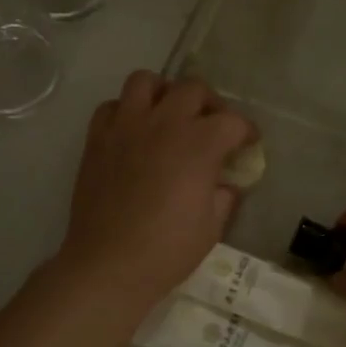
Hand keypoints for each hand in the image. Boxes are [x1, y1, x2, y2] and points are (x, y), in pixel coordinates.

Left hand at [54, 72, 255, 322]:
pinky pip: (112, 106)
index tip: (248, 144)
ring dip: (163, 93)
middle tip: (212, 127)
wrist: (109, 265)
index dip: (246, 131)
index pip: (233, 121)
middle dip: (210, 104)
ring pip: (146, 81)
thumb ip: (223, 195)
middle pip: (193, 89)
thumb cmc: (167, 250)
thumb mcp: (212, 227)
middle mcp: (164, 123)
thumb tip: (225, 182)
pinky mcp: (97, 139)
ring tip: (168, 116)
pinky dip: (126, 111)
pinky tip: (133, 133)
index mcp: (199, 144)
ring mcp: (127, 127)